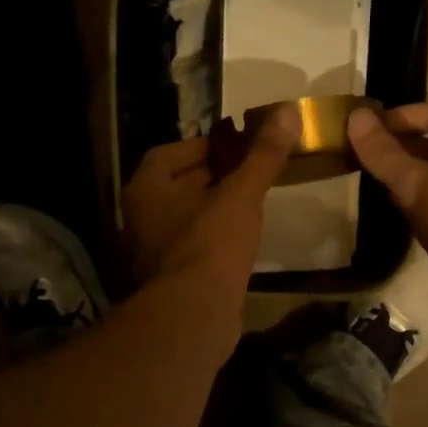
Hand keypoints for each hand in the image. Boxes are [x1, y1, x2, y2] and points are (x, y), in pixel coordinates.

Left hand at [122, 107, 299, 294]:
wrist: (195, 315)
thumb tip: (287, 111)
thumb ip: (262, 155)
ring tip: (250, 201)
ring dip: (214, 208)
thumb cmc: (211, 244)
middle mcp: (140, 218)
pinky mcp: (170, 280)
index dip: (204, 145)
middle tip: (250, 169)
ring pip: (186, 219)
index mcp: (145, 190)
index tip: (236, 145)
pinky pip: (193, 247)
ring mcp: (153, 253)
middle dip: (212, 176)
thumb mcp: (240, 194)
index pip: (169, 154)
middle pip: (177, 186)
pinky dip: (214, 238)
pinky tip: (241, 240)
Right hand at [347, 99, 427, 339]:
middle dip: (399, 144)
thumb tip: (356, 117)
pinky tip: (391, 211)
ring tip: (368, 179)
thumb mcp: (422, 187)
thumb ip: (387, 155)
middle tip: (360, 154)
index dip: (405, 114)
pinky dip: (413, 201)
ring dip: (404, 174)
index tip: (370, 128)